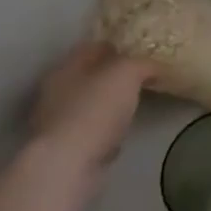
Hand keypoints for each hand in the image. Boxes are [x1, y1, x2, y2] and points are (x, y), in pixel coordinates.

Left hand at [28, 42, 153, 196]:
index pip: (94, 46)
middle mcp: (56, 91)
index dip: (119, 45)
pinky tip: (122, 134)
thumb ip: (142, 63)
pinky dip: (106, 130)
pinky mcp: (64, 150)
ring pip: (91, 104)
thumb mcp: (127, 73)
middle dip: (115, 76)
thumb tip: (154, 65)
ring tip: (136, 105)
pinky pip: (91, 131)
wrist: (68, 166)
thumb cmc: (95, 109)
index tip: (143, 49)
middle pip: (91, 76)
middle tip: (144, 76)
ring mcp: (57, 122)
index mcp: (67, 66)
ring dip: (110, 105)